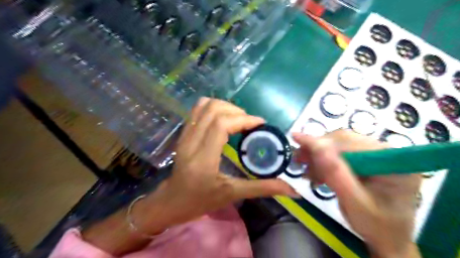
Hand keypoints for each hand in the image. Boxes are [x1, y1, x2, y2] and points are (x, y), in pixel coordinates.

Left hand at [84, 97, 293, 254]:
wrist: (171, 201)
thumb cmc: (200, 200)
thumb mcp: (231, 194)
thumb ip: (261, 188)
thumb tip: (292, 190)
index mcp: (203, 158)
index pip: (222, 125)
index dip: (244, 119)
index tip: (260, 124)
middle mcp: (191, 141)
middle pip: (214, 110)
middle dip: (237, 111)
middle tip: (250, 124)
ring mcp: (185, 135)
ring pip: (204, 106)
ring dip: (225, 107)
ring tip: (238, 119)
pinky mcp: (183, 133)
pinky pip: (197, 110)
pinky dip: (213, 108)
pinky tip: (224, 118)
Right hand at [293, 130, 420, 257]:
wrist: (387, 238)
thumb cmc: (376, 226)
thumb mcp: (354, 203)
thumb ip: (336, 174)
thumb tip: (316, 146)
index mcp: (393, 162)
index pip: (352, 143)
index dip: (321, 141)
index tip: (296, 138)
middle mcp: (387, 152)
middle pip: (345, 140)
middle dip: (318, 149)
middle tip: (298, 158)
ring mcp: (377, 155)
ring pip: (340, 145)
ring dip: (319, 155)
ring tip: (306, 168)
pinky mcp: (368, 159)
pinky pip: (341, 153)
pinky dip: (325, 161)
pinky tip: (317, 171)